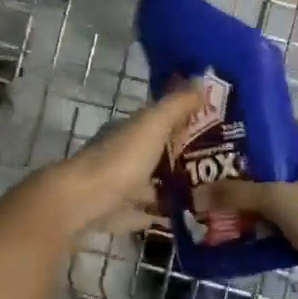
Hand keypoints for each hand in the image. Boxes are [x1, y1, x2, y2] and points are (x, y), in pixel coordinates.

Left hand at [35, 84, 205, 237]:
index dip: (181, 124)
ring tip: (204, 195)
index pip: (157, 122)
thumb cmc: (120, 159)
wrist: (81, 203)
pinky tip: (177, 217)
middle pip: (153, 155)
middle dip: (179, 159)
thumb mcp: (153, 124)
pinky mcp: (113, 215)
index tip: (211, 131)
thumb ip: (177, 105)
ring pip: (147, 185)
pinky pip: (140, 213)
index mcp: (126, 131)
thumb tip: (202, 80)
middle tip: (215, 167)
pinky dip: (156, 214)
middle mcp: (119, 156)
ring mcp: (114, 187)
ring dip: (168, 188)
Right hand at [197, 126, 297, 260]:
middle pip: (294, 165)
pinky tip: (253, 230)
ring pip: (293, 196)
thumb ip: (238, 194)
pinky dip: (276, 224)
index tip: (252, 136)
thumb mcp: (276, 199)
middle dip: (265, 169)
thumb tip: (199, 194)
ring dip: (269, 200)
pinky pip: (295, 222)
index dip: (281, 130)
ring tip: (238, 202)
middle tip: (234, 172)